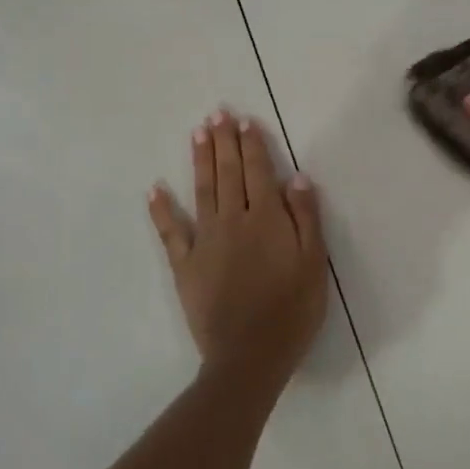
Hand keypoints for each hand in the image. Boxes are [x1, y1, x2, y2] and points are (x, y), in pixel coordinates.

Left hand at [149, 109, 328, 390]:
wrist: (250, 355)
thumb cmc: (292, 310)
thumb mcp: (314, 264)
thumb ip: (306, 218)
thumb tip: (297, 177)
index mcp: (267, 219)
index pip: (259, 172)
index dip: (252, 144)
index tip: (245, 120)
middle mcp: (233, 221)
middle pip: (228, 173)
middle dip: (223, 141)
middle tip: (216, 113)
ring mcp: (205, 241)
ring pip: (202, 191)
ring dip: (199, 160)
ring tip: (196, 133)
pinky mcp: (185, 265)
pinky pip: (171, 231)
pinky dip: (162, 209)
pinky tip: (155, 188)